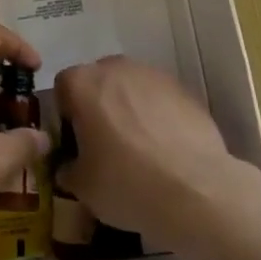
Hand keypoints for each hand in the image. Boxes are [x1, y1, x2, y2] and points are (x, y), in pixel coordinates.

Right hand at [54, 55, 240, 251]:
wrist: (197, 191)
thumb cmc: (128, 184)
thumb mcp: (83, 188)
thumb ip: (68, 168)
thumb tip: (70, 166)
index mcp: (83, 84)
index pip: (63, 87)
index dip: (66, 114)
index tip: (76, 142)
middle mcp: (115, 68)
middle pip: (98, 81)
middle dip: (98, 105)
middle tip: (106, 144)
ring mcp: (153, 75)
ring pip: (131, 86)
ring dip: (129, 107)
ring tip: (140, 147)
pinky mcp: (184, 89)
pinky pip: (159, 98)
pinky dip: (158, 115)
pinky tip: (167, 147)